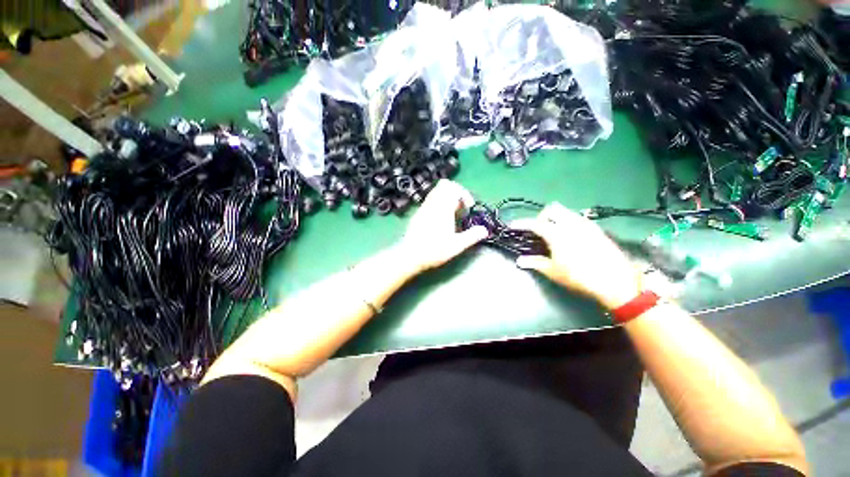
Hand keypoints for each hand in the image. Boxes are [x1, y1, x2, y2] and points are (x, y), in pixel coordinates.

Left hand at [397, 180, 487, 272]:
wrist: (410, 256)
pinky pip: (431, 200)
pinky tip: (441, 219)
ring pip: (436, 191)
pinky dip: (439, 203)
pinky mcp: (418, 213)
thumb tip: (484, 230)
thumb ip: (472, 236)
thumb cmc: (434, 251)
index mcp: (443, 209)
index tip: (469, 206)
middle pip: (444, 185)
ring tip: (452, 214)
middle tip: (461, 207)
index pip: (454, 188)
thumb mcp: (456, 246)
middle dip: (456, 192)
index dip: (465, 194)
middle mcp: (432, 204)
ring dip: (447, 197)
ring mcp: (423, 207)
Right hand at [512, 202, 641, 309]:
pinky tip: (571, 236)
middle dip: (542, 216)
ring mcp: (586, 225)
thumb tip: (519, 260)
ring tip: (554, 232)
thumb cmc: (580, 277)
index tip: (513, 225)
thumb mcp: (554, 272)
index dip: (521, 223)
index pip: (535, 223)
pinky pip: (579, 218)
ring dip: (556, 217)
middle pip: (552, 209)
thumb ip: (535, 263)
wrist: (616, 281)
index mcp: (557, 234)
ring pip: (567, 211)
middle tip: (539, 229)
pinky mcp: (598, 229)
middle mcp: (571, 224)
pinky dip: (569, 221)